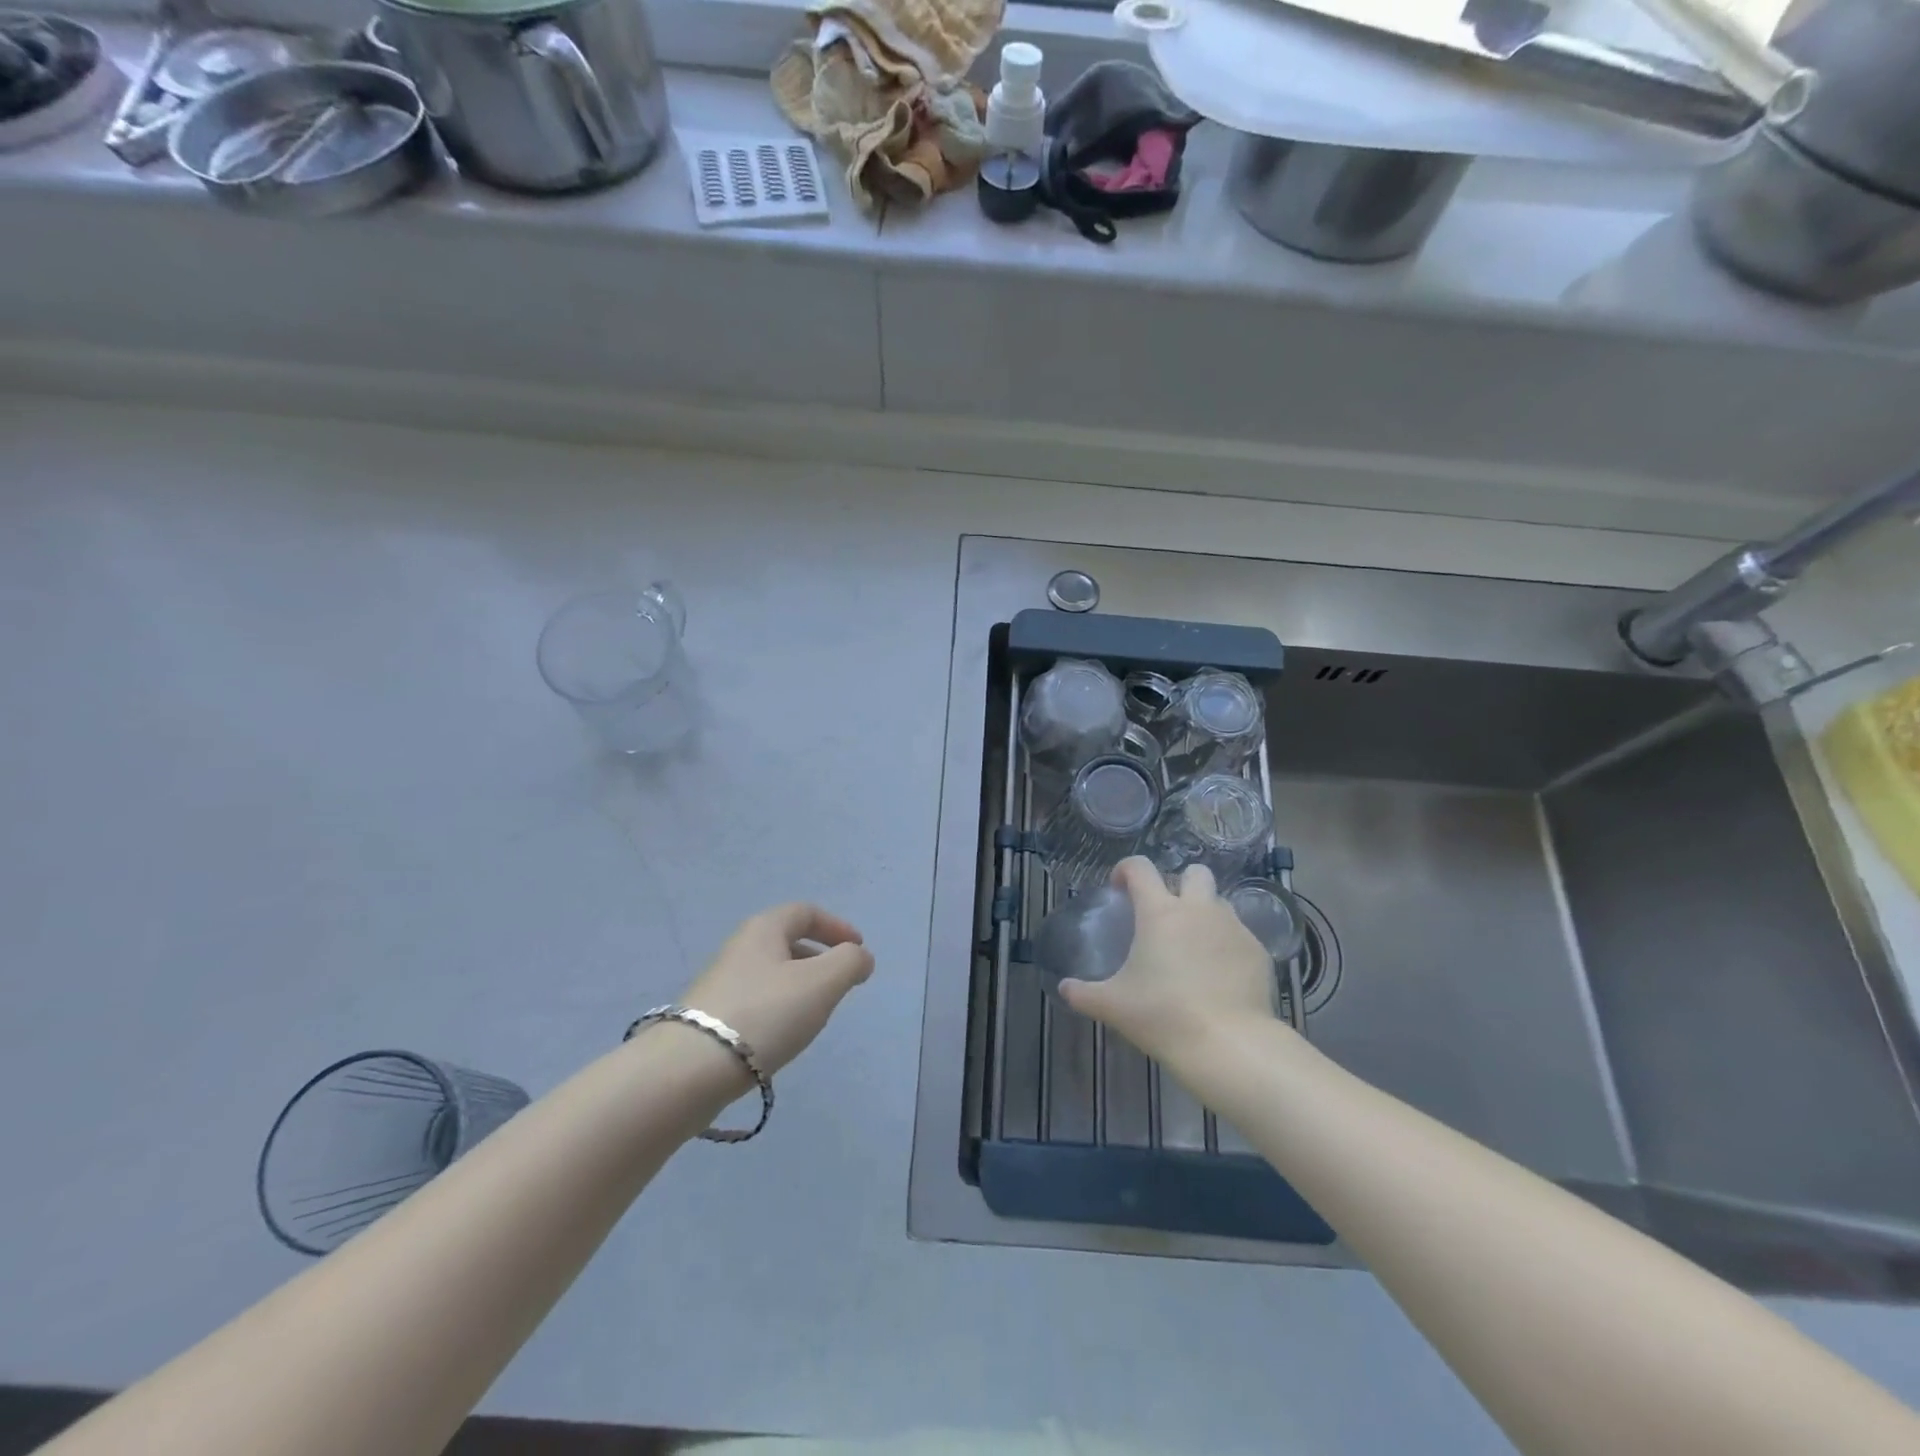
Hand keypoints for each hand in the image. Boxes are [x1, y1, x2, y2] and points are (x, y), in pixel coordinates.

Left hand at [674, 903, 874, 1075]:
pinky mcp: (709, 1018)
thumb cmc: (765, 1014)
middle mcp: (739, 948)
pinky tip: (783, 1037)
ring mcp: (720, 983)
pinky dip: (778, 1009)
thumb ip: (850, 963)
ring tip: (816, 1014)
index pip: (805, 912)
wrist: (689, 1071)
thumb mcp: (822, 983)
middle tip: (841, 983)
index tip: (858, 949)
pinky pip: (755, 1002)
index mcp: (764, 929)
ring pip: (771, 974)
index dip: (836, 926)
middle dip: (819, 958)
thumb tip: (860, 957)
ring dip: (799, 986)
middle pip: (786, 941)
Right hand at [1059, 858, 1277, 1066]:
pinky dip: (1226, 945)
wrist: (1229, 1044)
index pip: (1140, 867)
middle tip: (1166, 915)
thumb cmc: (1163, 1016)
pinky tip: (1219, 975)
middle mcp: (1199, 909)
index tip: (1119, 889)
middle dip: (1180, 884)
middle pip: (1194, 872)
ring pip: (1220, 902)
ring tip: (1193, 946)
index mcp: (1159, 911)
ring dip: (1205, 913)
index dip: (1125, 870)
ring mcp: (1233, 928)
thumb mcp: (1113, 1006)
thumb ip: (1083, 993)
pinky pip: (1240, 934)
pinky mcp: (1258, 951)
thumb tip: (1064, 988)